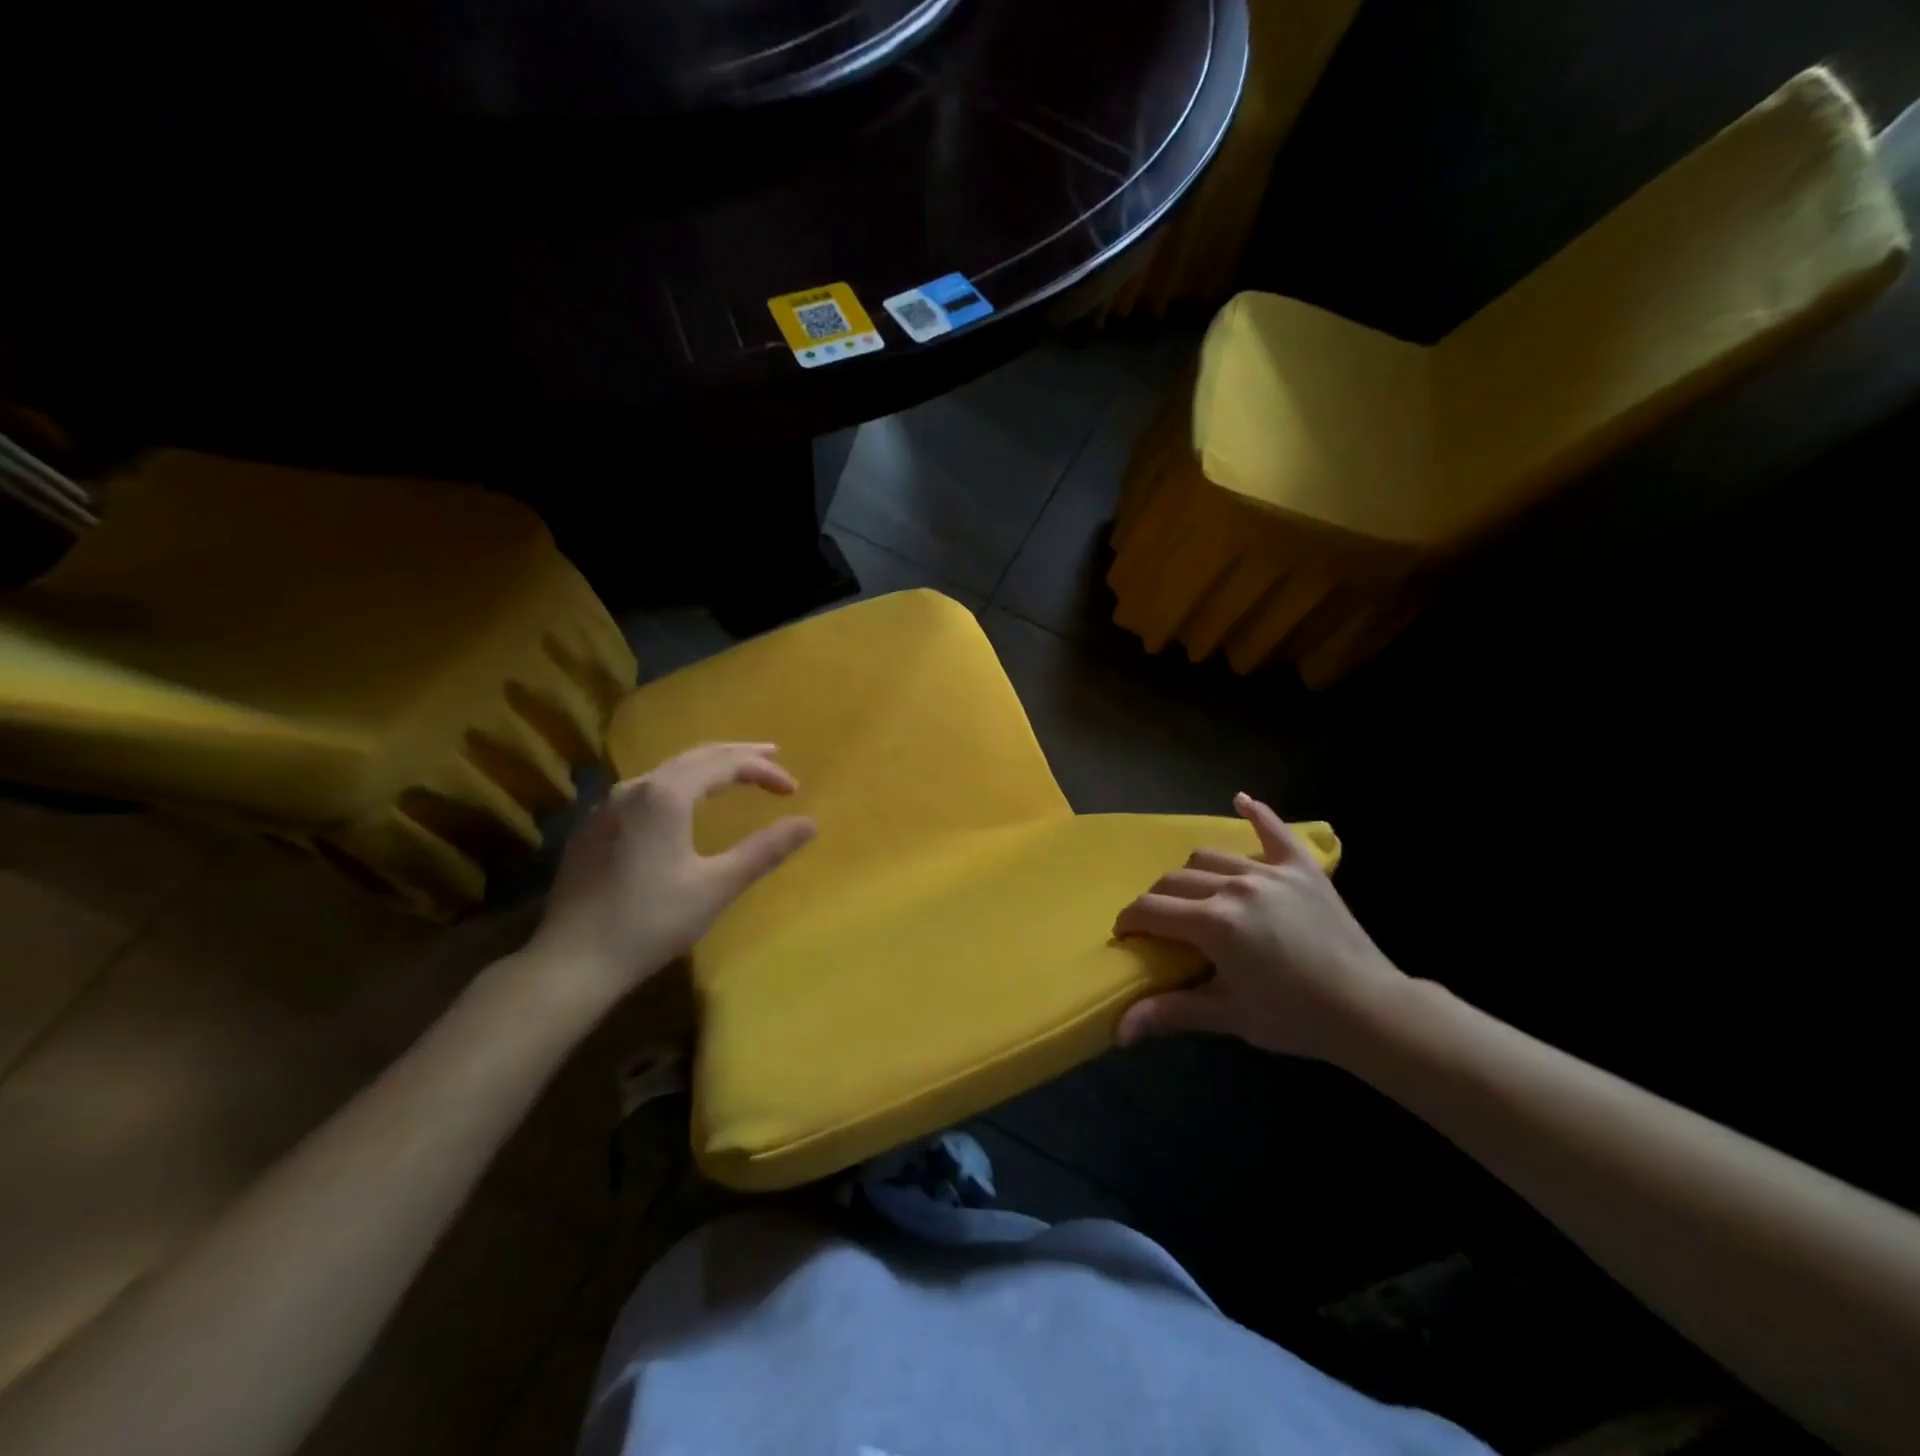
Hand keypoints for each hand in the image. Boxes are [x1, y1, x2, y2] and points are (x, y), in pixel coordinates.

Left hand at [527, 742, 815, 1007]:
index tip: (793, 790)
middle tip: (772, 756)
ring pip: (668, 770)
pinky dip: (679, 784)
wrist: (571, 961)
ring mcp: (608, 805)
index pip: (726, 764)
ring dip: (707, 767)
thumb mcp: (716, 886)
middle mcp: (635, 787)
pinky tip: (684, 803)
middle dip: (738, 755)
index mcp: (667, 795)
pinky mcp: (594, 827)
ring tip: (734, 774)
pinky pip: (646, 789)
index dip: (764, 771)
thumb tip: (810, 823)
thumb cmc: (650, 922)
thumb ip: (764, 850)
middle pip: (696, 756)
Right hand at [1114, 792, 1404, 1062]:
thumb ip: (1170, 1013)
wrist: (1369, 1011)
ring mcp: (1269, 872)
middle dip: (1156, 900)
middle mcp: (1235, 886)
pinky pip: (1274, 830)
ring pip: (1209, 856)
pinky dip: (1256, 814)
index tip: (1126, 936)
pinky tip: (1240, 801)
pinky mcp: (1301, 867)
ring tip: (1195, 895)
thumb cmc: (1294, 1018)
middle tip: (1160, 925)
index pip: (1151, 910)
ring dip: (1191, 874)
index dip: (1129, 921)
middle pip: (1174, 880)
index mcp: (1213, 923)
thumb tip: (1119, 1031)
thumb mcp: (1228, 1016)